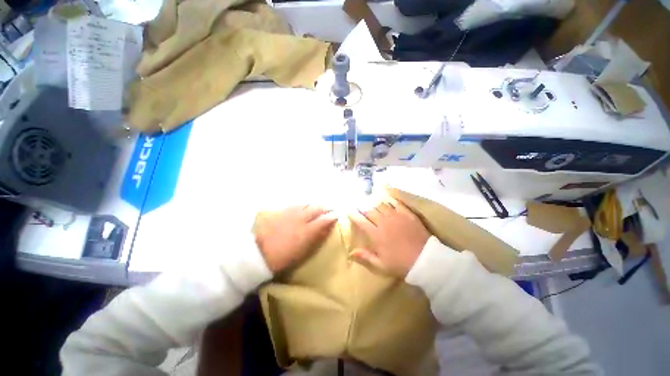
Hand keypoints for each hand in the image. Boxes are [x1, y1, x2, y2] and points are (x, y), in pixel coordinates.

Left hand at [255, 206, 336, 272]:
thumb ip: (317, 237)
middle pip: (317, 208)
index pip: (324, 219)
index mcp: (308, 229)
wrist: (259, 252)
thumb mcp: (303, 250)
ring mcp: (291, 212)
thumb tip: (327, 228)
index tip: (337, 215)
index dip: (332, 216)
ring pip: (307, 204)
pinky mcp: (282, 211)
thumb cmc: (283, 256)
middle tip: (329, 209)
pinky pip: (296, 205)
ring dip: (314, 205)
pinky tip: (303, 208)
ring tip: (317, 208)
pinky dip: (303, 206)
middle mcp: (301, 217)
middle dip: (325, 208)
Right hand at [350, 200, 429, 277]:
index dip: (353, 214)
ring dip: (374, 203)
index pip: (361, 221)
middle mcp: (384, 222)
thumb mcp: (381, 265)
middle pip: (370, 211)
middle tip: (358, 204)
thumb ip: (365, 257)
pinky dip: (390, 201)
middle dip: (362, 207)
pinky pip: (396, 204)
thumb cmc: (400, 264)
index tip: (349, 210)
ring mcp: (396, 217)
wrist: (425, 260)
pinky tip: (387, 199)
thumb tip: (351, 252)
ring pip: (381, 205)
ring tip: (371, 201)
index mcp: (376, 234)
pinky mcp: (407, 214)